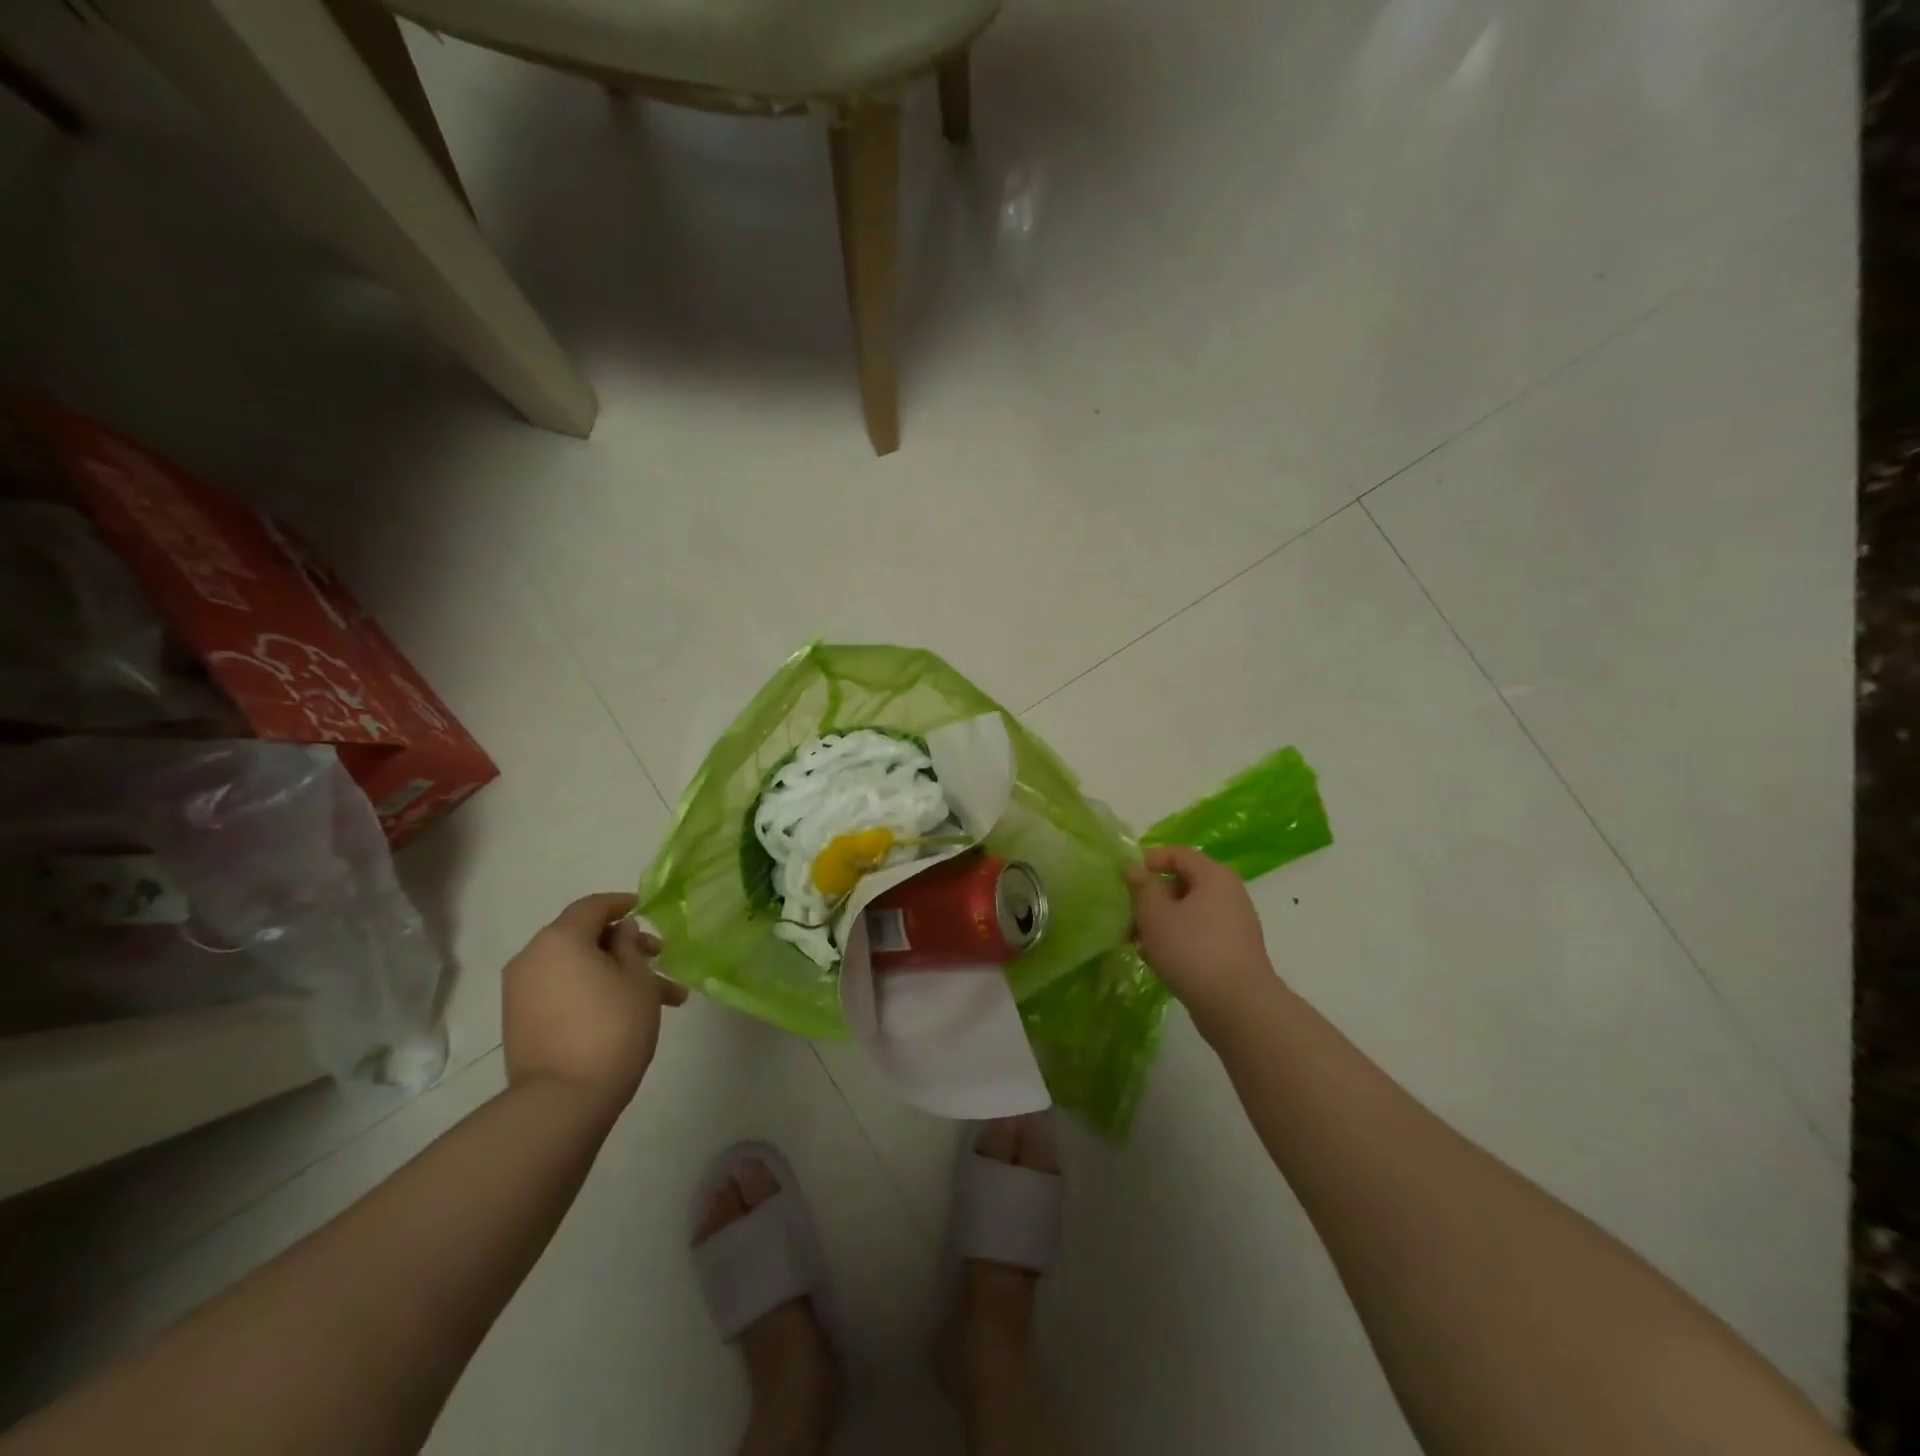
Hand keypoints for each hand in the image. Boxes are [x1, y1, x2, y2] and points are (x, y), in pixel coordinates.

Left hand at [502, 893, 686, 1118]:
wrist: (562, 1101)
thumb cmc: (612, 1027)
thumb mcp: (637, 979)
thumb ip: (630, 945)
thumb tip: (620, 931)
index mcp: (560, 939)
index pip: (593, 906)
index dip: (623, 903)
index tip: (646, 909)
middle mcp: (533, 957)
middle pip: (584, 937)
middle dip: (626, 946)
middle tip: (661, 958)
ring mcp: (522, 991)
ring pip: (577, 968)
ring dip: (615, 974)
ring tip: (661, 998)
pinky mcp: (521, 1020)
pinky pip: (562, 990)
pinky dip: (592, 991)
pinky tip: (627, 1011)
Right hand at [1124, 846, 1277, 1032]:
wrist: (1238, 1007)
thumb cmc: (1192, 950)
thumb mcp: (1155, 914)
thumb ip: (1141, 886)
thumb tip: (1132, 866)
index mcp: (1214, 876)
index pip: (1177, 853)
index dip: (1148, 860)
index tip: (1123, 880)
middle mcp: (1228, 894)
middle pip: (1182, 882)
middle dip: (1149, 896)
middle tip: (1125, 913)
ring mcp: (1232, 924)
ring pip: (1187, 911)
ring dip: (1158, 920)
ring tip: (1133, 940)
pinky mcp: (1231, 951)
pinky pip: (1197, 933)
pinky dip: (1175, 939)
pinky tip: (1154, 958)